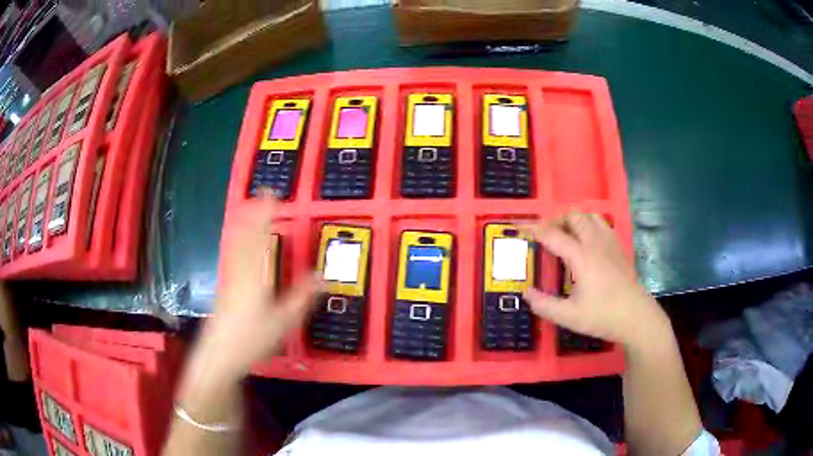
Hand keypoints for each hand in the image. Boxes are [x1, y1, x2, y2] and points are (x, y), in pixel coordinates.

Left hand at [194, 197, 323, 381]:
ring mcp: (229, 277)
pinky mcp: (223, 287)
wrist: (220, 354)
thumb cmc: (253, 337)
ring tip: (250, 210)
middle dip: (254, 213)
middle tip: (262, 196)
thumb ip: (303, 296)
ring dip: (244, 224)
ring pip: (236, 243)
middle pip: (245, 234)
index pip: (261, 235)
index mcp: (256, 273)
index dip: (266, 213)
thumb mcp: (285, 320)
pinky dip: (236, 240)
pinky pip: (231, 254)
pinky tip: (237, 244)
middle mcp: (240, 269)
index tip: (271, 194)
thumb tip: (323, 276)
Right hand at [522, 213, 667, 347]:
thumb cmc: (603, 316)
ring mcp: (610, 243)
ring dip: (574, 220)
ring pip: (590, 216)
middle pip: (573, 216)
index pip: (552, 234)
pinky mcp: (619, 248)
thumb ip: (544, 305)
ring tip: (566, 236)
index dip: (533, 229)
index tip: (519, 228)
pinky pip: (602, 224)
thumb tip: (526, 293)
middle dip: (555, 220)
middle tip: (545, 237)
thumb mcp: (569, 316)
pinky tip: (587, 243)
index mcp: (580, 256)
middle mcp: (595, 243)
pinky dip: (589, 225)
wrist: (637, 317)